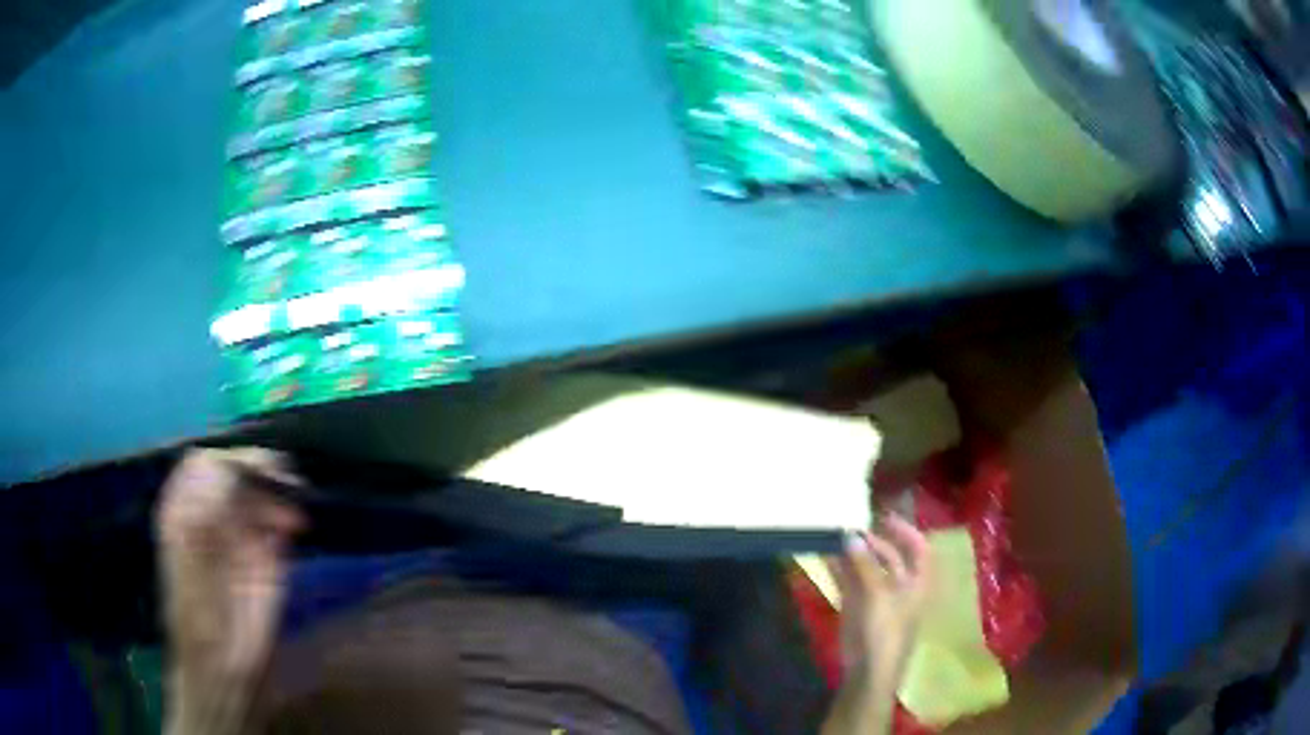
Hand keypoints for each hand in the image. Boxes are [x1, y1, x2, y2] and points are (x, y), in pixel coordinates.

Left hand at [157, 448, 304, 733]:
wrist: (224, 671)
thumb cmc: (201, 624)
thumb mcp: (194, 569)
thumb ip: (203, 519)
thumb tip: (222, 469)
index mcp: (184, 511)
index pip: (205, 464)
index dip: (229, 460)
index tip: (257, 470)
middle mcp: (210, 516)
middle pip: (233, 473)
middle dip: (259, 469)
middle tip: (287, 478)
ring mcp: (237, 536)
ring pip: (257, 494)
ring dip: (277, 491)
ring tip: (295, 503)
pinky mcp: (264, 558)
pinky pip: (275, 522)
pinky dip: (286, 515)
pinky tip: (296, 526)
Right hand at [821, 514, 931, 734]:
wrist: (869, 672)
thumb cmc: (885, 631)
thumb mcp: (878, 595)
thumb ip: (864, 565)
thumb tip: (851, 535)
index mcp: (916, 583)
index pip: (918, 549)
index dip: (905, 531)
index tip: (884, 517)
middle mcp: (900, 587)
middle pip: (890, 557)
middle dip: (872, 542)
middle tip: (849, 527)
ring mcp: (878, 599)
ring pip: (867, 569)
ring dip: (852, 554)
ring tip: (833, 536)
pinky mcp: (858, 609)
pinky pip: (850, 583)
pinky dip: (840, 569)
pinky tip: (825, 557)